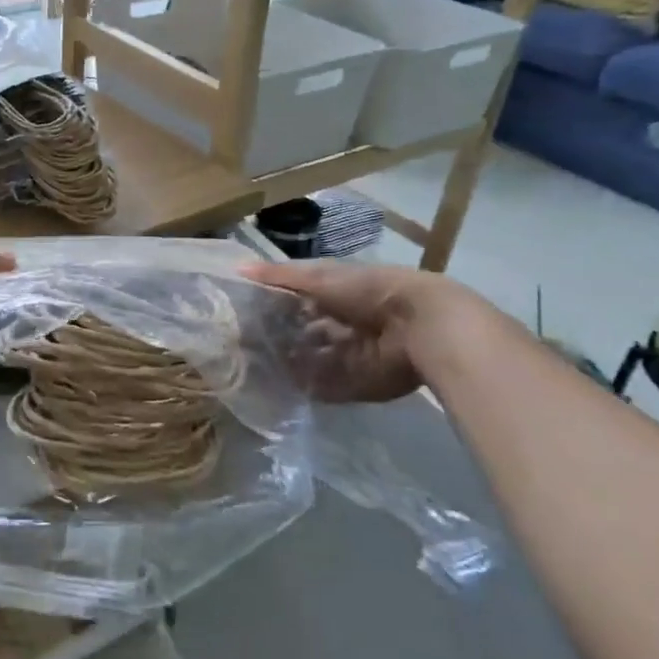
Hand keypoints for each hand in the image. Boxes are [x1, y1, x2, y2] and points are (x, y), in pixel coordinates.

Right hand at [242, 260, 462, 402]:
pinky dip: (305, 387)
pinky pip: (324, 387)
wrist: (421, 324)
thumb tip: (237, 269)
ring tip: (253, 369)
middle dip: (277, 339)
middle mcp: (338, 325)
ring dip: (287, 364)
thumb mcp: (319, 277)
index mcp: (332, 296)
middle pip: (301, 334)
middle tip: (241, 347)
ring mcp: (347, 356)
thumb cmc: (368, 291)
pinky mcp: (355, 382)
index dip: (270, 308)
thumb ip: (280, 276)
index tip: (239, 315)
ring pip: (309, 361)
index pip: (294, 302)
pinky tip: (278, 388)